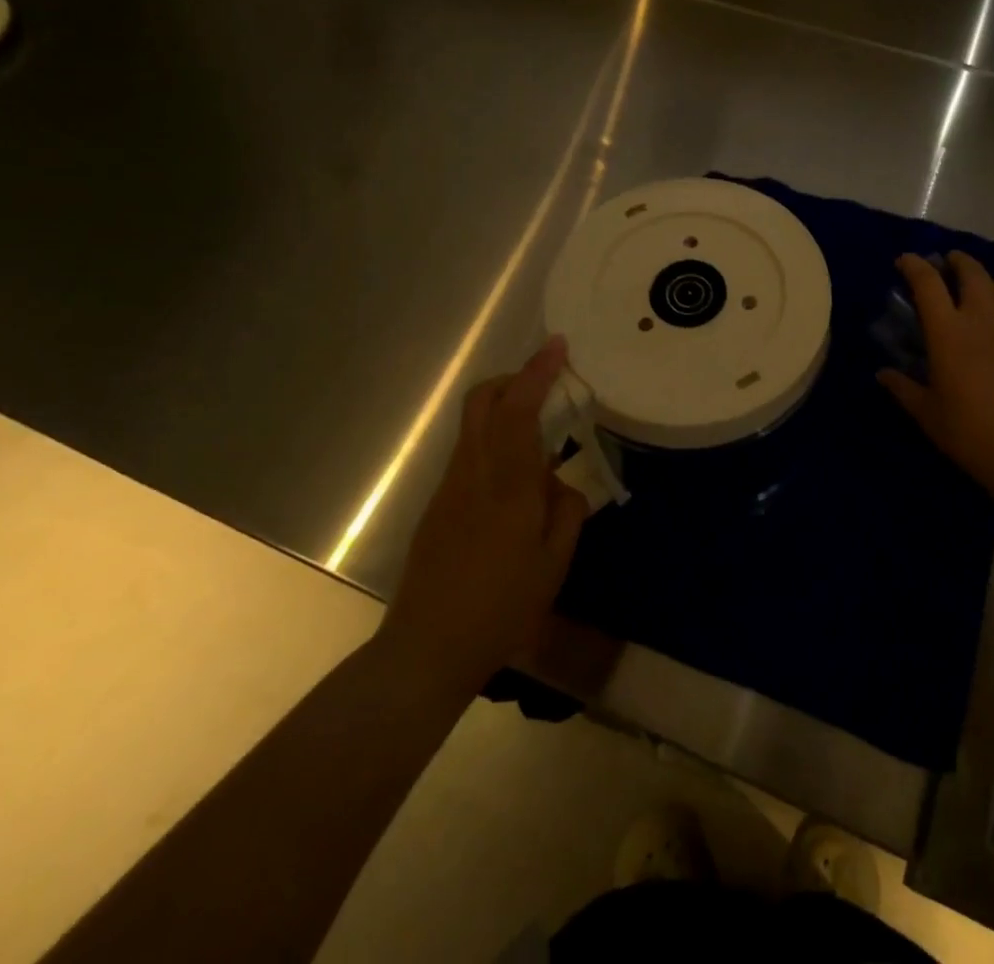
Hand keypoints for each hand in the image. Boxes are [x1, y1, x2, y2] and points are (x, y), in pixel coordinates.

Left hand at [378, 337, 588, 691]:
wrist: (427, 648)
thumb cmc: (502, 608)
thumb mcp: (554, 563)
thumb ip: (566, 511)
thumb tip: (561, 483)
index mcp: (507, 484)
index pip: (519, 409)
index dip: (537, 371)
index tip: (557, 345)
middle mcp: (473, 472)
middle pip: (482, 400)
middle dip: (512, 378)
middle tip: (545, 386)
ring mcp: (450, 487)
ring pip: (474, 424)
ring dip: (504, 409)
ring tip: (540, 435)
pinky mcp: (438, 505)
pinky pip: (470, 453)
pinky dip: (495, 441)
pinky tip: (516, 481)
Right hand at [878, 252, 993, 504]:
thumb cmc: (969, 431)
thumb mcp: (927, 413)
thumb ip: (903, 388)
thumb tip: (883, 374)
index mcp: (948, 333)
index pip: (928, 284)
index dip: (915, 266)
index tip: (905, 260)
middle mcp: (981, 321)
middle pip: (972, 274)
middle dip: (958, 261)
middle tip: (949, 261)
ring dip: (986, 281)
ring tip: (978, 289)